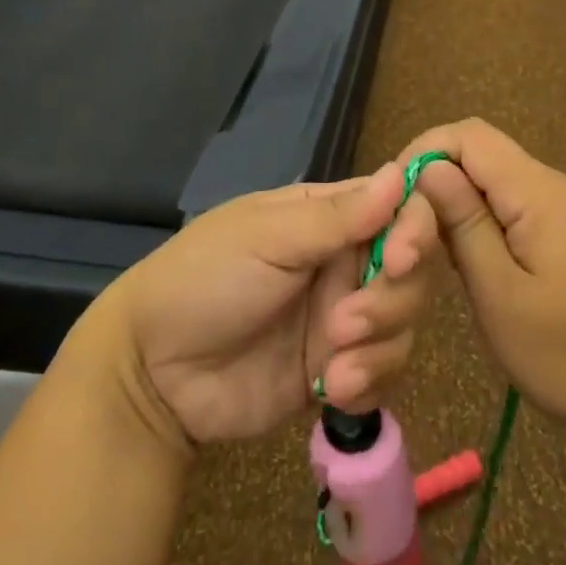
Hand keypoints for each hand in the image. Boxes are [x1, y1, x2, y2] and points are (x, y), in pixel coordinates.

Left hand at [84, 163, 438, 450]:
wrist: (152, 373)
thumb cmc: (204, 280)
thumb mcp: (267, 238)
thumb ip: (338, 216)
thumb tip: (401, 173)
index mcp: (328, 217)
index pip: (398, 208)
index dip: (414, 229)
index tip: (400, 258)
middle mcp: (343, 262)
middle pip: (411, 270)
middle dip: (390, 300)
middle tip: (345, 322)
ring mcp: (342, 319)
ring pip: (403, 324)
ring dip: (378, 346)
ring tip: (333, 367)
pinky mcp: (337, 371)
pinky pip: (383, 374)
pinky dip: (369, 383)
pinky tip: (333, 390)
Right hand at [399, 119, 565, 441]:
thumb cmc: (565, 355)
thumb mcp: (499, 293)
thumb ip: (463, 222)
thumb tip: (430, 168)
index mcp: (544, 193)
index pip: (472, 136)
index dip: (427, 151)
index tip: (398, 195)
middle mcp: (562, 184)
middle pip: (486, 154)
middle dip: (441, 181)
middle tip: (414, 232)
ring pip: (502, 179)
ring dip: (463, 203)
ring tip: (441, 253)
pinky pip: (522, 202)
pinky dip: (490, 218)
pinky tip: (480, 261)